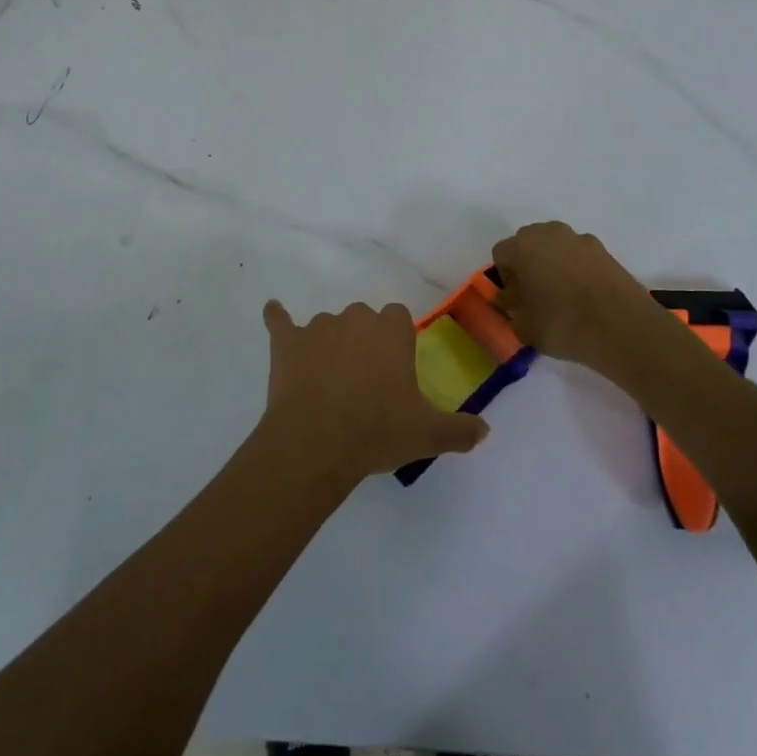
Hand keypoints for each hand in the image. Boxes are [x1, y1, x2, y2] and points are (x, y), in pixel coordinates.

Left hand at [259, 300, 488, 483]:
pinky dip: (277, 318)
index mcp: (391, 332)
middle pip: (363, 318)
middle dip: (364, 342)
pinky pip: (280, 320)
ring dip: (329, 344)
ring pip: (327, 325)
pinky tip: (273, 313)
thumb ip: (460, 430)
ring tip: (328, 383)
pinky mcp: (286, 342)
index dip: (396, 341)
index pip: (398, 317)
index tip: (394, 369)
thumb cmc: (377, 431)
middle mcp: (355, 319)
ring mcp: (317, 327)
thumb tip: (484, 430)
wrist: (316, 442)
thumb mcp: (428, 435)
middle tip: (364, 382)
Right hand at [491, 221, 667, 374]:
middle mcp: (549, 233)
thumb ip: (511, 309)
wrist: (623, 328)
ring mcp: (580, 239)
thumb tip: (512, 300)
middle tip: (535, 294)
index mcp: (522, 246)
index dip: (506, 277)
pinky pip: (579, 255)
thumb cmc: (563, 324)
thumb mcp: (524, 327)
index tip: (516, 299)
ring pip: (555, 246)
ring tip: (563, 295)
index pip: (501, 254)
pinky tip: (586, 296)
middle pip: (528, 243)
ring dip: (553, 263)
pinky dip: (577, 268)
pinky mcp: (605, 250)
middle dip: (527, 264)